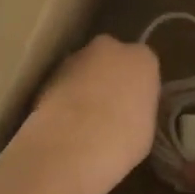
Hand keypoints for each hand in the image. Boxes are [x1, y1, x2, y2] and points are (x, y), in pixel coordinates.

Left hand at [0, 35, 159, 193]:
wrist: (72, 145)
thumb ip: (138, 107)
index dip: (137, 86)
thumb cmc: (122, 140)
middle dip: (109, 76)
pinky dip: (64, 97)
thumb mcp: (145, 127)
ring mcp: (76, 57)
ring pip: (85, 68)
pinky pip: (64, 83)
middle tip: (108, 108)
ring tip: (82, 121)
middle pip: (112, 58)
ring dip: (84, 86)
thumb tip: (127, 110)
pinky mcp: (49, 73)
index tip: (133, 106)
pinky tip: (64, 124)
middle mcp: (110, 47)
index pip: (144, 65)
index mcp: (142, 59)